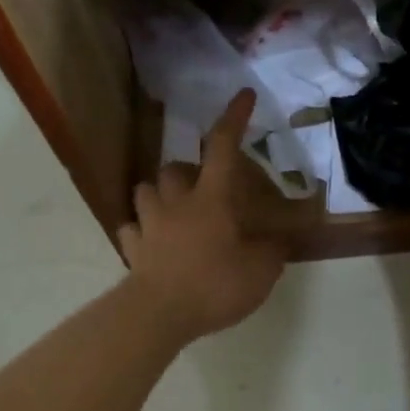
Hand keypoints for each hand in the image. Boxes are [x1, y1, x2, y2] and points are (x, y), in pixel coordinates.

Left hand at [118, 90, 285, 342]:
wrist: (158, 314)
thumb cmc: (214, 285)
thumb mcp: (260, 272)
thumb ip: (271, 251)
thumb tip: (277, 240)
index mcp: (210, 199)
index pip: (222, 147)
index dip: (234, 118)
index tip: (244, 96)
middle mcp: (175, 203)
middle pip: (173, 168)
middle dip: (185, 170)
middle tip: (200, 187)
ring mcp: (148, 225)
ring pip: (144, 191)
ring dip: (158, 195)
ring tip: (171, 210)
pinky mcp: (132, 249)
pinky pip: (131, 230)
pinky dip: (140, 232)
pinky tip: (150, 243)